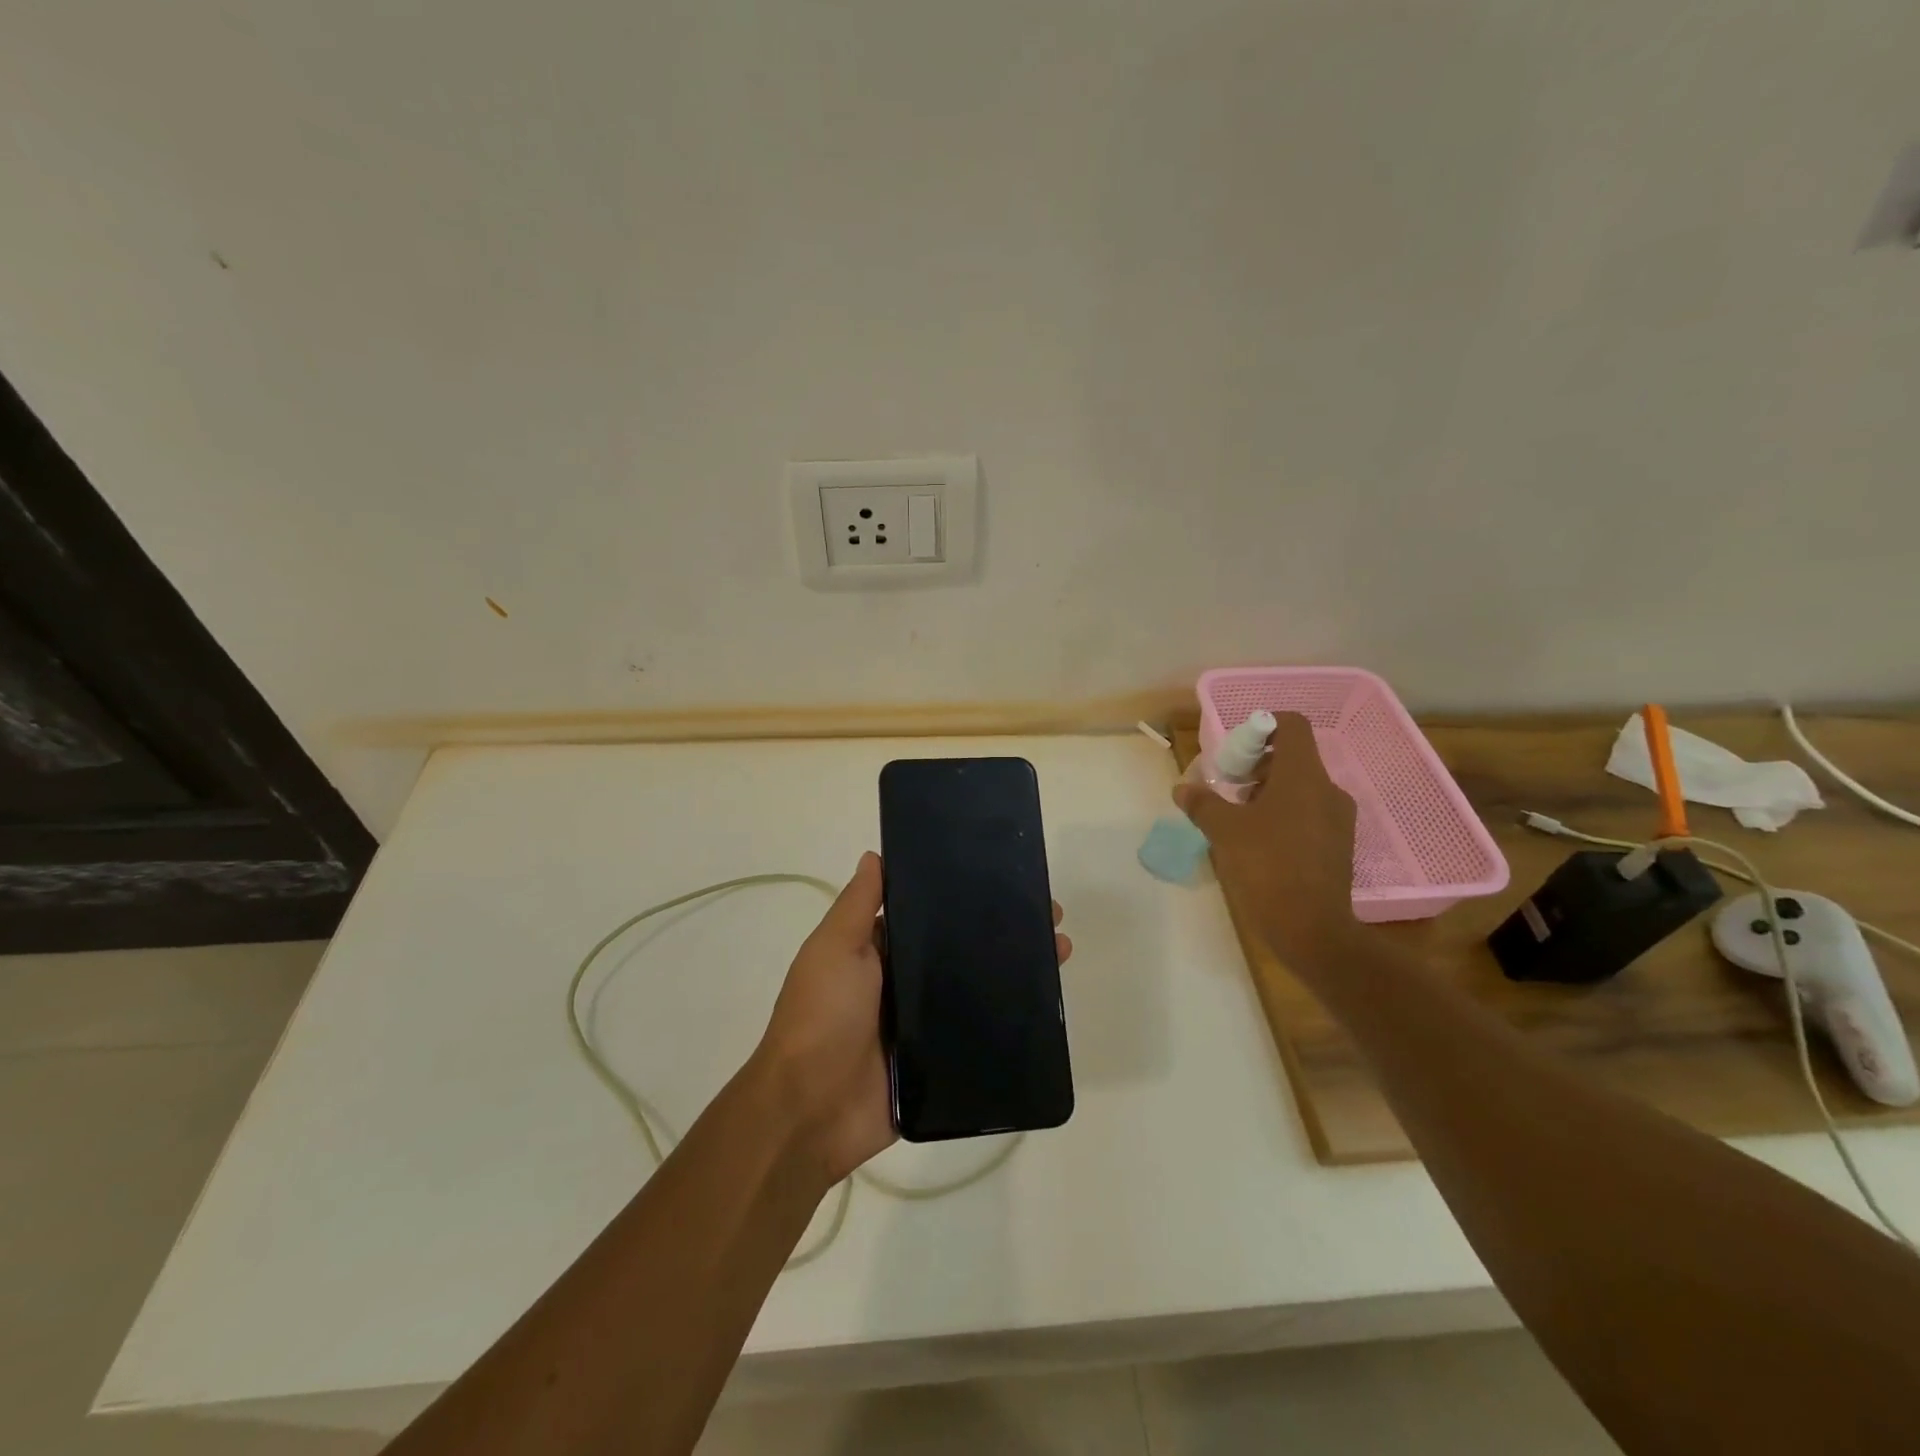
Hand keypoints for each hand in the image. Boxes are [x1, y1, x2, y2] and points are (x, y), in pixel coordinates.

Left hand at [752, 851, 1071, 1186]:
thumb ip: (858, 905)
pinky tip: (1049, 1003)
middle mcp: (904, 983)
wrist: (811, 1110)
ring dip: (1017, 970)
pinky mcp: (940, 1062)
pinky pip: (980, 1035)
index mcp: (879, 952)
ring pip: (977, 989)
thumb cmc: (821, 1015)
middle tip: (1050, 915)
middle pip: (960, 949)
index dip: (964, 895)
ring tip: (1061, 950)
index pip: (929, 914)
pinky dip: (1010, 1019)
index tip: (1005, 877)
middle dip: (1002, 931)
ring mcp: (924, 1024)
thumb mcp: (833, 948)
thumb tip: (875, 855)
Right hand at [1173, 712, 1359, 969]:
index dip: (1263, 726)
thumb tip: (1183, 788)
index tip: (1236, 749)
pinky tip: (1259, 841)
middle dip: (1257, 764)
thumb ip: (1202, 804)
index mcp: (1303, 776)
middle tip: (1228, 785)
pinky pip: (1309, 812)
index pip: (1293, 725)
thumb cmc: (1267, 867)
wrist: (1311, 929)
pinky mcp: (1338, 845)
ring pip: (1301, 787)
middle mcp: (1327, 789)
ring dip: (1269, 790)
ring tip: (1239, 816)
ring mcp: (1337, 819)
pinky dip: (1284, 813)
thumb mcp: (1224, 831)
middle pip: (1294, 757)